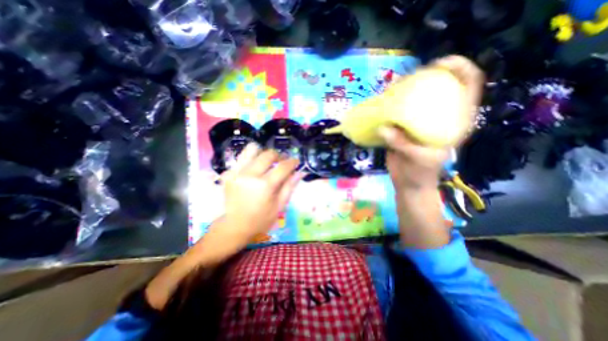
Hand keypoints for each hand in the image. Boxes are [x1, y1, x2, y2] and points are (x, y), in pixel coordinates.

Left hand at [212, 143, 302, 246]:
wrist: (235, 226)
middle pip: (268, 154)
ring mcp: (236, 172)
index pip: (283, 167)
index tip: (295, 161)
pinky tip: (254, 169)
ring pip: (251, 149)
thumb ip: (290, 186)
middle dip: (278, 156)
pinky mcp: (228, 173)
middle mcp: (250, 175)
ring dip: (262, 153)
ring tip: (266, 162)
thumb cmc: (261, 219)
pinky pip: (241, 158)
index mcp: (265, 186)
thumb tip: (300, 172)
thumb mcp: (280, 206)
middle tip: (281, 162)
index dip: (292, 162)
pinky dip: (250, 160)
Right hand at [379, 56, 485, 191]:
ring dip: (402, 91)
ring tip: (389, 89)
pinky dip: (389, 107)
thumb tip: (384, 128)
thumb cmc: (421, 174)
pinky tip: (381, 104)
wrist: (408, 184)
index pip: (469, 86)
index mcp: (453, 122)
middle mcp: (438, 117)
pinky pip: (397, 112)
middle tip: (403, 80)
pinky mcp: (403, 128)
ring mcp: (419, 122)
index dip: (460, 68)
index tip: (438, 64)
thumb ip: (403, 144)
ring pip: (414, 99)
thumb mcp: (418, 159)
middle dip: (422, 78)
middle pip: (437, 87)